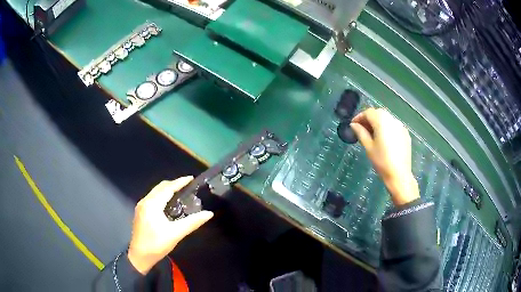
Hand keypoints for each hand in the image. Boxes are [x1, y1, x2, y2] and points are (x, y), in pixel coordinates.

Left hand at [127, 177, 213, 274]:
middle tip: (188, 186)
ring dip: (167, 190)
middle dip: (174, 184)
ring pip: (155, 192)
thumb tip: (209, 213)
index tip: (191, 178)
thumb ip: (192, 222)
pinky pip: (152, 198)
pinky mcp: (140, 213)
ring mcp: (141, 207)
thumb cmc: (157, 244)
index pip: (168, 188)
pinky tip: (168, 203)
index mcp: (152, 204)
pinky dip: (162, 196)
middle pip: (160, 187)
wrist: (139, 256)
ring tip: (180, 192)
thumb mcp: (176, 234)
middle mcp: (145, 202)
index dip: (180, 182)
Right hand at [350, 108, 419, 205]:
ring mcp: (400, 126)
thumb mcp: (368, 147)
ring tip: (372, 133)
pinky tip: (384, 138)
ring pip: (387, 118)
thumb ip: (361, 133)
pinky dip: (387, 127)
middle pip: (378, 113)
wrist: (399, 174)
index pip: (368, 112)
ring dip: (378, 122)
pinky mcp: (405, 133)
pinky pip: (394, 125)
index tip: (353, 125)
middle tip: (362, 128)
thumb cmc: (381, 161)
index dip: (359, 117)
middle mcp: (392, 119)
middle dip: (369, 118)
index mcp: (382, 121)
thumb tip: (353, 125)